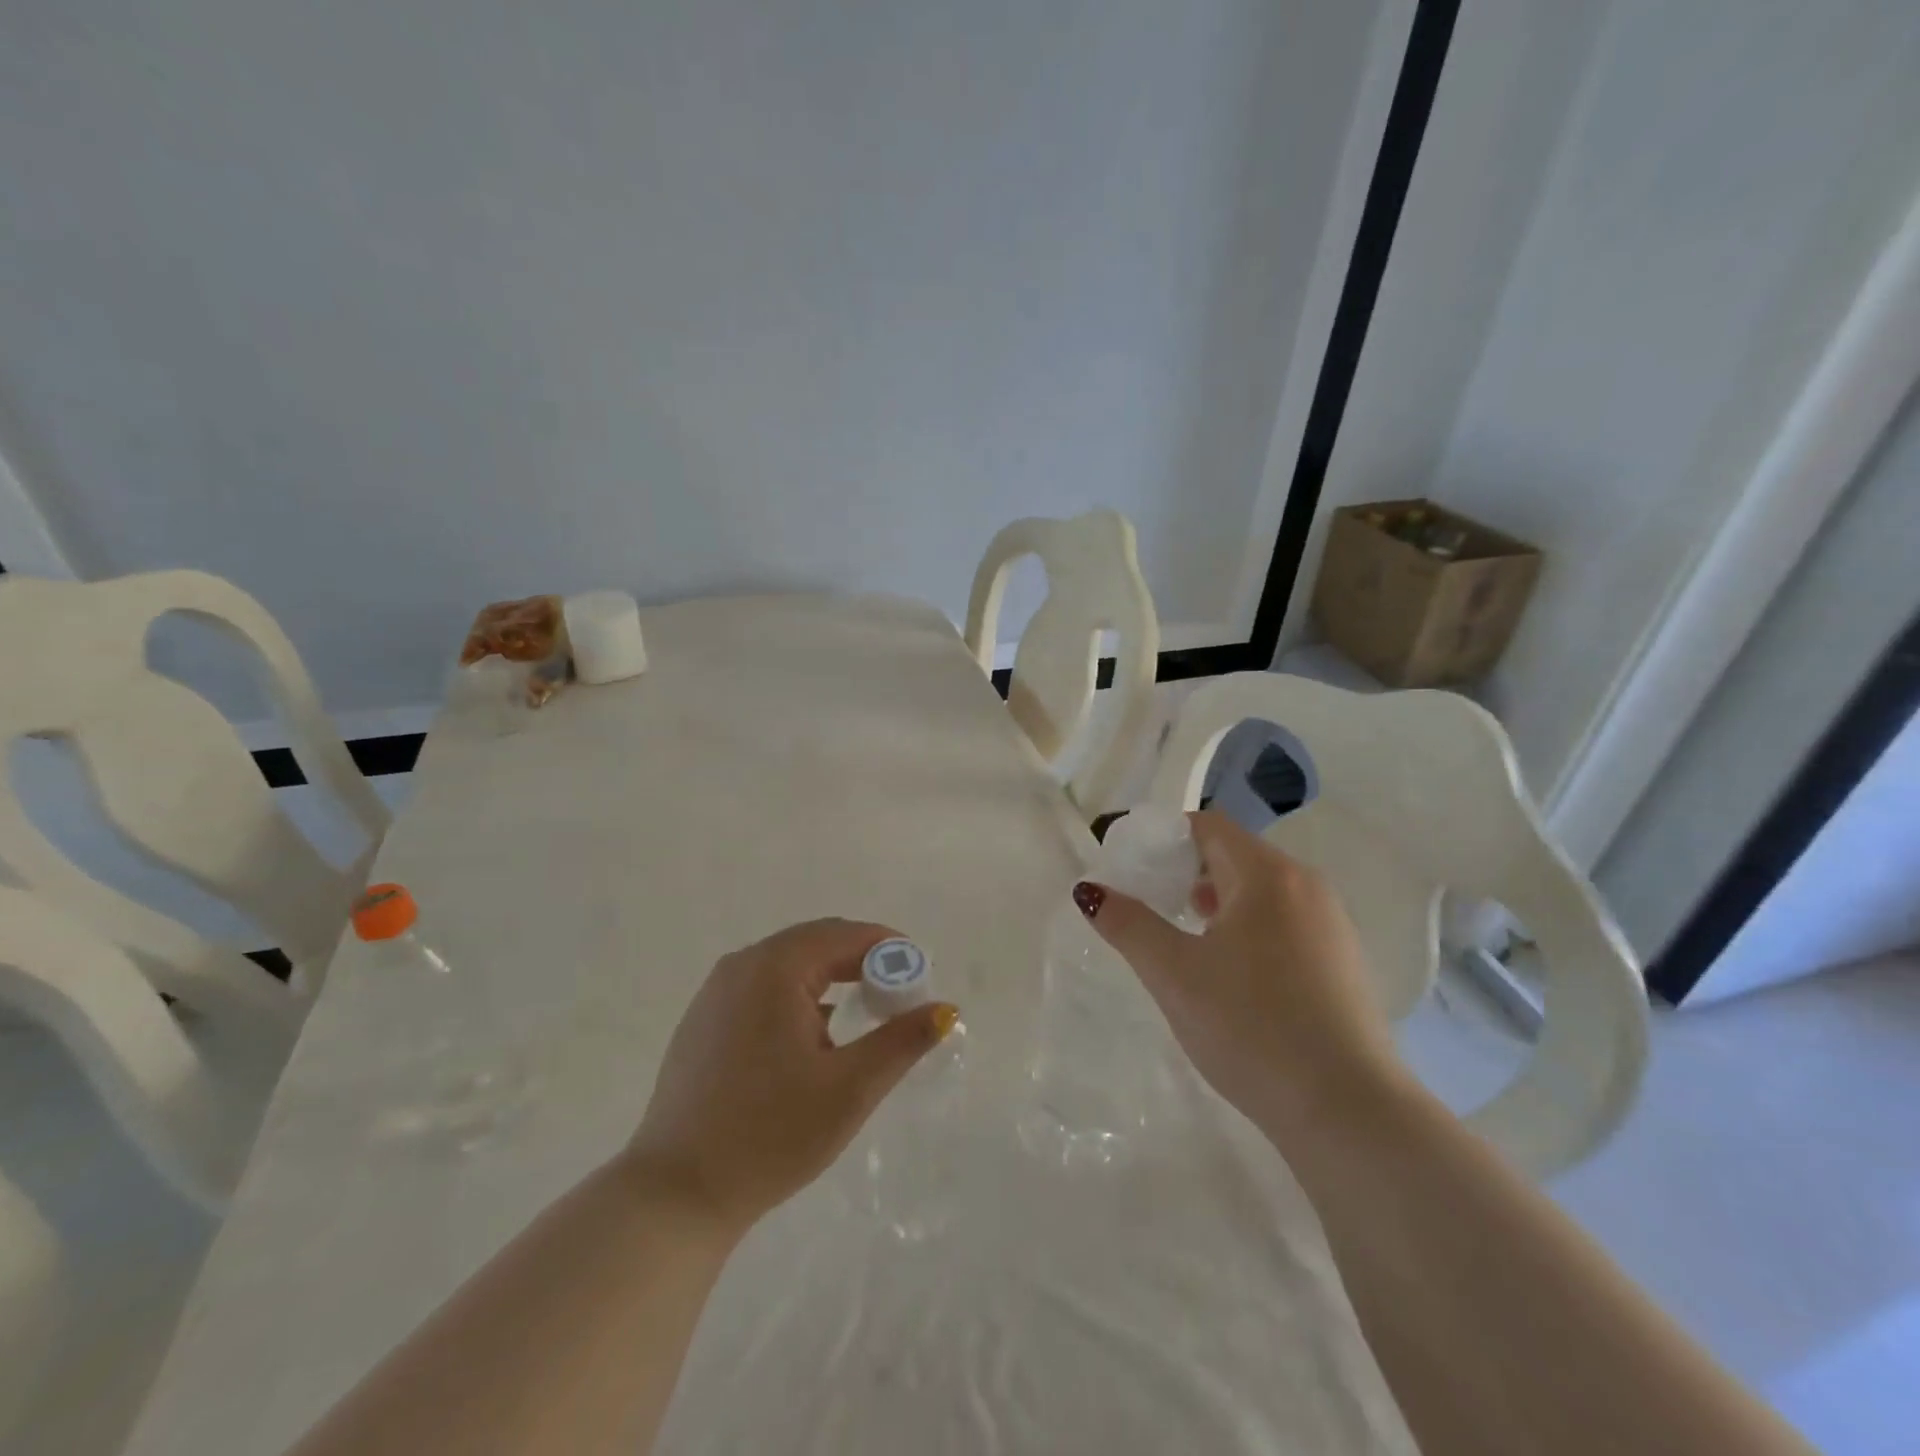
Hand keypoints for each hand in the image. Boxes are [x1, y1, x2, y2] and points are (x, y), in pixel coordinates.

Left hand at [624, 919, 958, 1233]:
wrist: (674, 1195)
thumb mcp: (850, 1089)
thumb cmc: (770, 1135)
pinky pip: (763, 988)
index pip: (845, 934)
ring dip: (830, 979)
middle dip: (862, 962)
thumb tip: (945, 1009)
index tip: (920, 974)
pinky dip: (798, 996)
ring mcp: (715, 992)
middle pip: (816, 942)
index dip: (889, 948)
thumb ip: (902, 1041)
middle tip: (898, 996)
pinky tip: (813, 1037)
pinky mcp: (703, 1021)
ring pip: (788, 966)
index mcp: (774, 967)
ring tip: (862, 1014)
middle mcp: (741, 965)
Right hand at [1076, 811, 1406, 1139]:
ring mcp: (1332, 924)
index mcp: (1267, 875)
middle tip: (1148, 898)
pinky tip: (1229, 969)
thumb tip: (1089, 891)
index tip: (1128, 861)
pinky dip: (1247, 924)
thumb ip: (1128, 925)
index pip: (1207, 826)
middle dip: (1185, 868)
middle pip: (1234, 854)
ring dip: (1216, 897)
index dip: (1162, 837)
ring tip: (1183, 932)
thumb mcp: (1175, 974)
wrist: (1348, 1112)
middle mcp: (1306, 886)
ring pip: (1260, 890)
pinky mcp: (1342, 961)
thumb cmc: (1251, 1027)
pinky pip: (1284, 920)